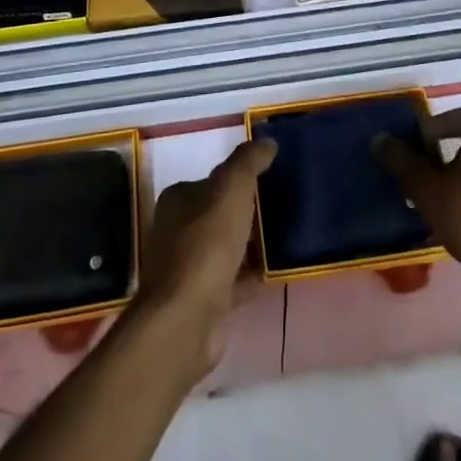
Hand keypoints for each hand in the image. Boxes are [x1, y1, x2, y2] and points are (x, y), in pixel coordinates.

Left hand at [136, 138, 274, 378]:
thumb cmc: (206, 244)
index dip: (239, 179)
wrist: (187, 319)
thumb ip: (248, 162)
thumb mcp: (231, 189)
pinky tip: (273, 271)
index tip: (269, 181)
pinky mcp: (203, 301)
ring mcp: (188, 269)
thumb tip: (267, 141)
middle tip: (281, 208)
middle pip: (218, 214)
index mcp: (179, 200)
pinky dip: (251, 275)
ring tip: (283, 237)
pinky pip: (233, 280)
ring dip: (250, 244)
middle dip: (246, 212)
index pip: (212, 181)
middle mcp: (177, 231)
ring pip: (226, 248)